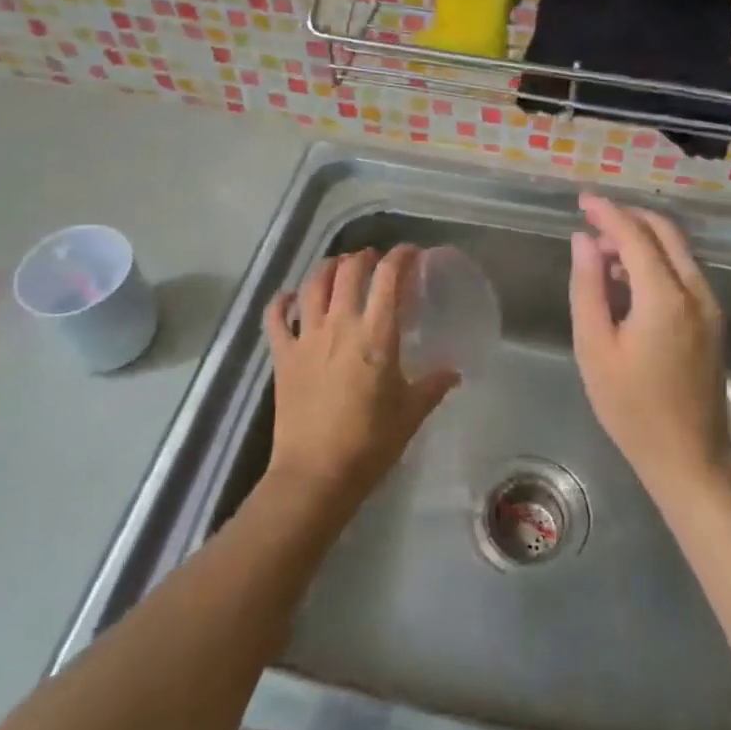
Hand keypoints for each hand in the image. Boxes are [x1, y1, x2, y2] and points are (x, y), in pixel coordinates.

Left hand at [263, 246, 459, 508]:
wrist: (316, 475)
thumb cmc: (370, 443)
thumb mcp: (411, 413)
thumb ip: (433, 385)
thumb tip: (453, 371)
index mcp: (376, 334)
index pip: (389, 277)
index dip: (401, 257)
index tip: (412, 254)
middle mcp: (340, 324)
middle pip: (350, 270)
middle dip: (365, 257)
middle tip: (376, 261)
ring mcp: (307, 337)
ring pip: (314, 284)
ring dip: (329, 268)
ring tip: (340, 268)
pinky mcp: (282, 355)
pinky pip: (276, 316)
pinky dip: (283, 300)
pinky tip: (292, 297)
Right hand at [569, 195, 730, 498]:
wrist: (690, 457)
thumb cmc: (631, 408)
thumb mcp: (595, 348)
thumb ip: (588, 287)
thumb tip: (583, 240)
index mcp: (665, 297)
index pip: (635, 235)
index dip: (607, 212)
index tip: (581, 200)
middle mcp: (695, 291)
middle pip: (664, 232)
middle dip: (627, 218)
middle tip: (591, 223)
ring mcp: (710, 305)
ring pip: (677, 250)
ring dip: (642, 239)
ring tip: (602, 256)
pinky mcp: (713, 319)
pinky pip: (683, 271)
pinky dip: (656, 260)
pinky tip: (628, 280)